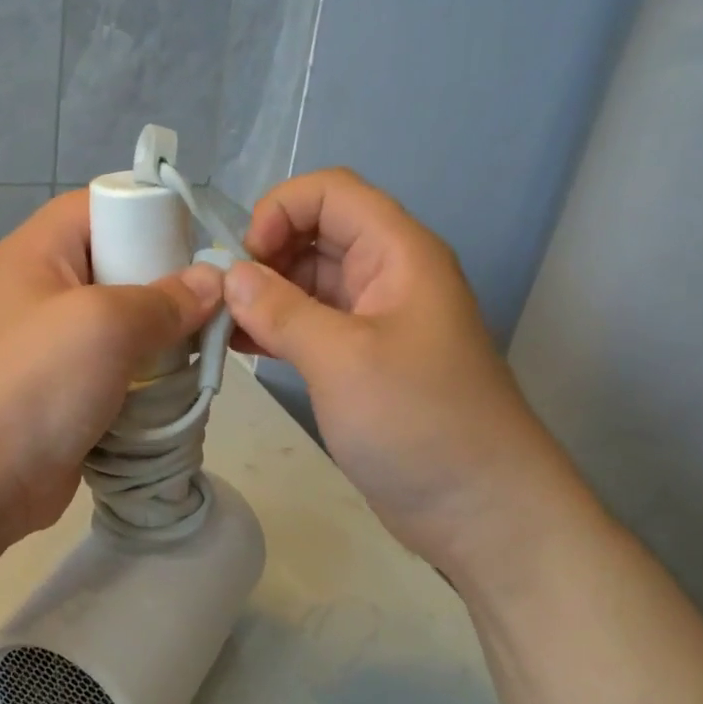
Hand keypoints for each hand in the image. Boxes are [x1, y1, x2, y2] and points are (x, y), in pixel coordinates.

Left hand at [0, 192, 222, 563]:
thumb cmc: (36, 383)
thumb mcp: (105, 325)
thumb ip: (165, 299)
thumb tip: (213, 282)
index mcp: (39, 251)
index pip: (100, 205)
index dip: (150, 214)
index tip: (199, 246)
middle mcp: (43, 288)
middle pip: (118, 263)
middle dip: (166, 283)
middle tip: (211, 305)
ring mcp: (53, 342)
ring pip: (123, 320)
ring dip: (162, 335)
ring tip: (204, 348)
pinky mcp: (66, 388)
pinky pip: (118, 365)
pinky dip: (147, 373)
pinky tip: (181, 385)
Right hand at [224, 170, 599, 584]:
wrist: (482, 511)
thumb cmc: (419, 422)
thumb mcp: (342, 359)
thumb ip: (281, 310)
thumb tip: (230, 276)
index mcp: (398, 253)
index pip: (330, 192)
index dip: (280, 210)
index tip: (244, 262)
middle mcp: (388, 274)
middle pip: (315, 233)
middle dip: (264, 256)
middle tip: (223, 301)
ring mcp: (375, 320)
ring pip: (308, 281)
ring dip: (263, 295)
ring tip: (220, 328)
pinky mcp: (363, 360)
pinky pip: (311, 324)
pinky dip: (275, 328)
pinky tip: (240, 349)